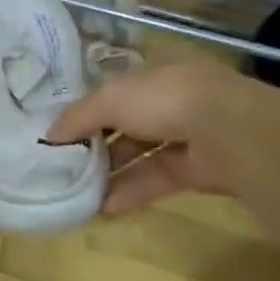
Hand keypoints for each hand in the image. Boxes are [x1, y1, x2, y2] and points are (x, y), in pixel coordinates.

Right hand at [44, 61, 279, 215]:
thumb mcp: (110, 99)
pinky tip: (104, 206)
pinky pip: (157, 179)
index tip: (61, 132)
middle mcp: (172, 101)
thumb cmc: (165, 100)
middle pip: (126, 124)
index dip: (88, 110)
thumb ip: (78, 116)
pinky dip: (131, 192)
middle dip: (97, 145)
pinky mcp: (198, 169)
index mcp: (155, 74)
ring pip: (141, 155)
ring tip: (79, 192)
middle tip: (65, 165)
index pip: (115, 92)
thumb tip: (48, 135)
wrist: (231, 132)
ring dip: (111, 173)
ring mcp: (188, 136)